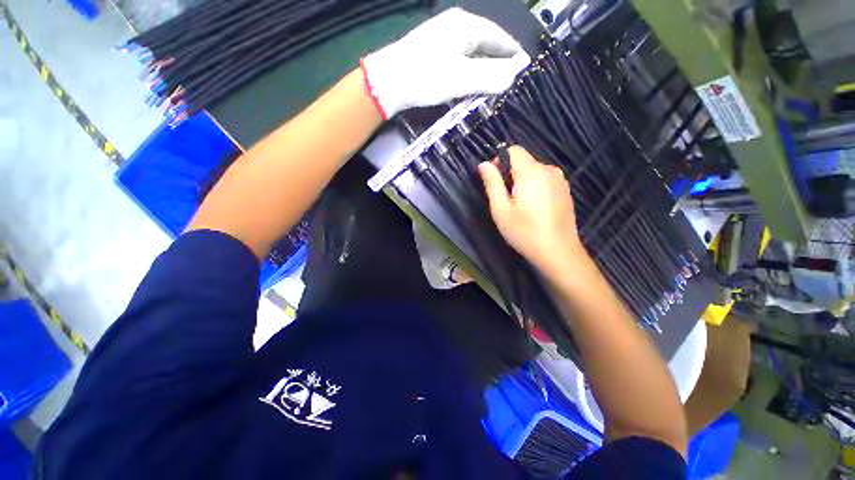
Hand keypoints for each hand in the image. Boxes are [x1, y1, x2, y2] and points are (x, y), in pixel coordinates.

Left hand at [360, 8, 529, 118]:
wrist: (387, 84)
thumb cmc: (425, 77)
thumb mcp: (462, 78)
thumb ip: (492, 75)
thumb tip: (517, 73)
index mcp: (466, 25)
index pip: (500, 37)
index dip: (513, 54)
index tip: (524, 71)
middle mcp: (455, 27)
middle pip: (486, 46)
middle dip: (498, 66)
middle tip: (508, 86)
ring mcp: (442, 40)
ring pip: (472, 57)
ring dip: (482, 73)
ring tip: (492, 91)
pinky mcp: (433, 55)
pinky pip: (459, 64)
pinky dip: (467, 76)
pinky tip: (469, 89)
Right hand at [479, 146, 586, 274]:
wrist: (558, 252)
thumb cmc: (524, 232)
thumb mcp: (500, 210)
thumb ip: (492, 183)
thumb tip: (483, 164)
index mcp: (531, 172)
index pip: (513, 150)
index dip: (500, 162)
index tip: (495, 182)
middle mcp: (548, 170)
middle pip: (523, 160)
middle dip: (510, 174)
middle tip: (505, 200)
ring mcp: (560, 180)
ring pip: (534, 170)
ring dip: (522, 181)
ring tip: (519, 206)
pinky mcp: (565, 190)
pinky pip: (544, 179)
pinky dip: (534, 187)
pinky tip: (534, 208)